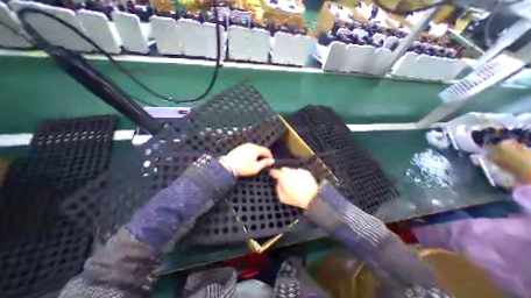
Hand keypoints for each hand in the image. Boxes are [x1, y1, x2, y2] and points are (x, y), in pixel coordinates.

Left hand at [221, 142, 275, 175]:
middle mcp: (250, 145)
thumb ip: (265, 163)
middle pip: (260, 149)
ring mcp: (244, 146)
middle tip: (264, 162)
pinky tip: (249, 159)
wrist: (228, 166)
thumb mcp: (256, 167)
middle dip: (263, 155)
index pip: (266, 150)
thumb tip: (271, 161)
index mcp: (256, 149)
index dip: (270, 156)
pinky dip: (251, 153)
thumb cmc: (242, 167)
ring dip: (257, 154)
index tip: (270, 161)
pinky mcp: (239, 148)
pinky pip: (248, 149)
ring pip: (254, 148)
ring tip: (256, 161)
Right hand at [271, 168, 316, 208]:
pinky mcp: (305, 172)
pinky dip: (297, 175)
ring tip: (293, 182)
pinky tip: (300, 181)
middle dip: (282, 173)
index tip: (272, 174)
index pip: (275, 171)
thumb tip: (277, 183)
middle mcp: (290, 172)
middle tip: (284, 180)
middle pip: (283, 169)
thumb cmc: (296, 199)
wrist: (313, 198)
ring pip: (291, 170)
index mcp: (283, 177)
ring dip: (290, 174)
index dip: (273, 172)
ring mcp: (298, 171)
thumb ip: (278, 188)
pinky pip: (298, 171)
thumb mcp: (283, 198)